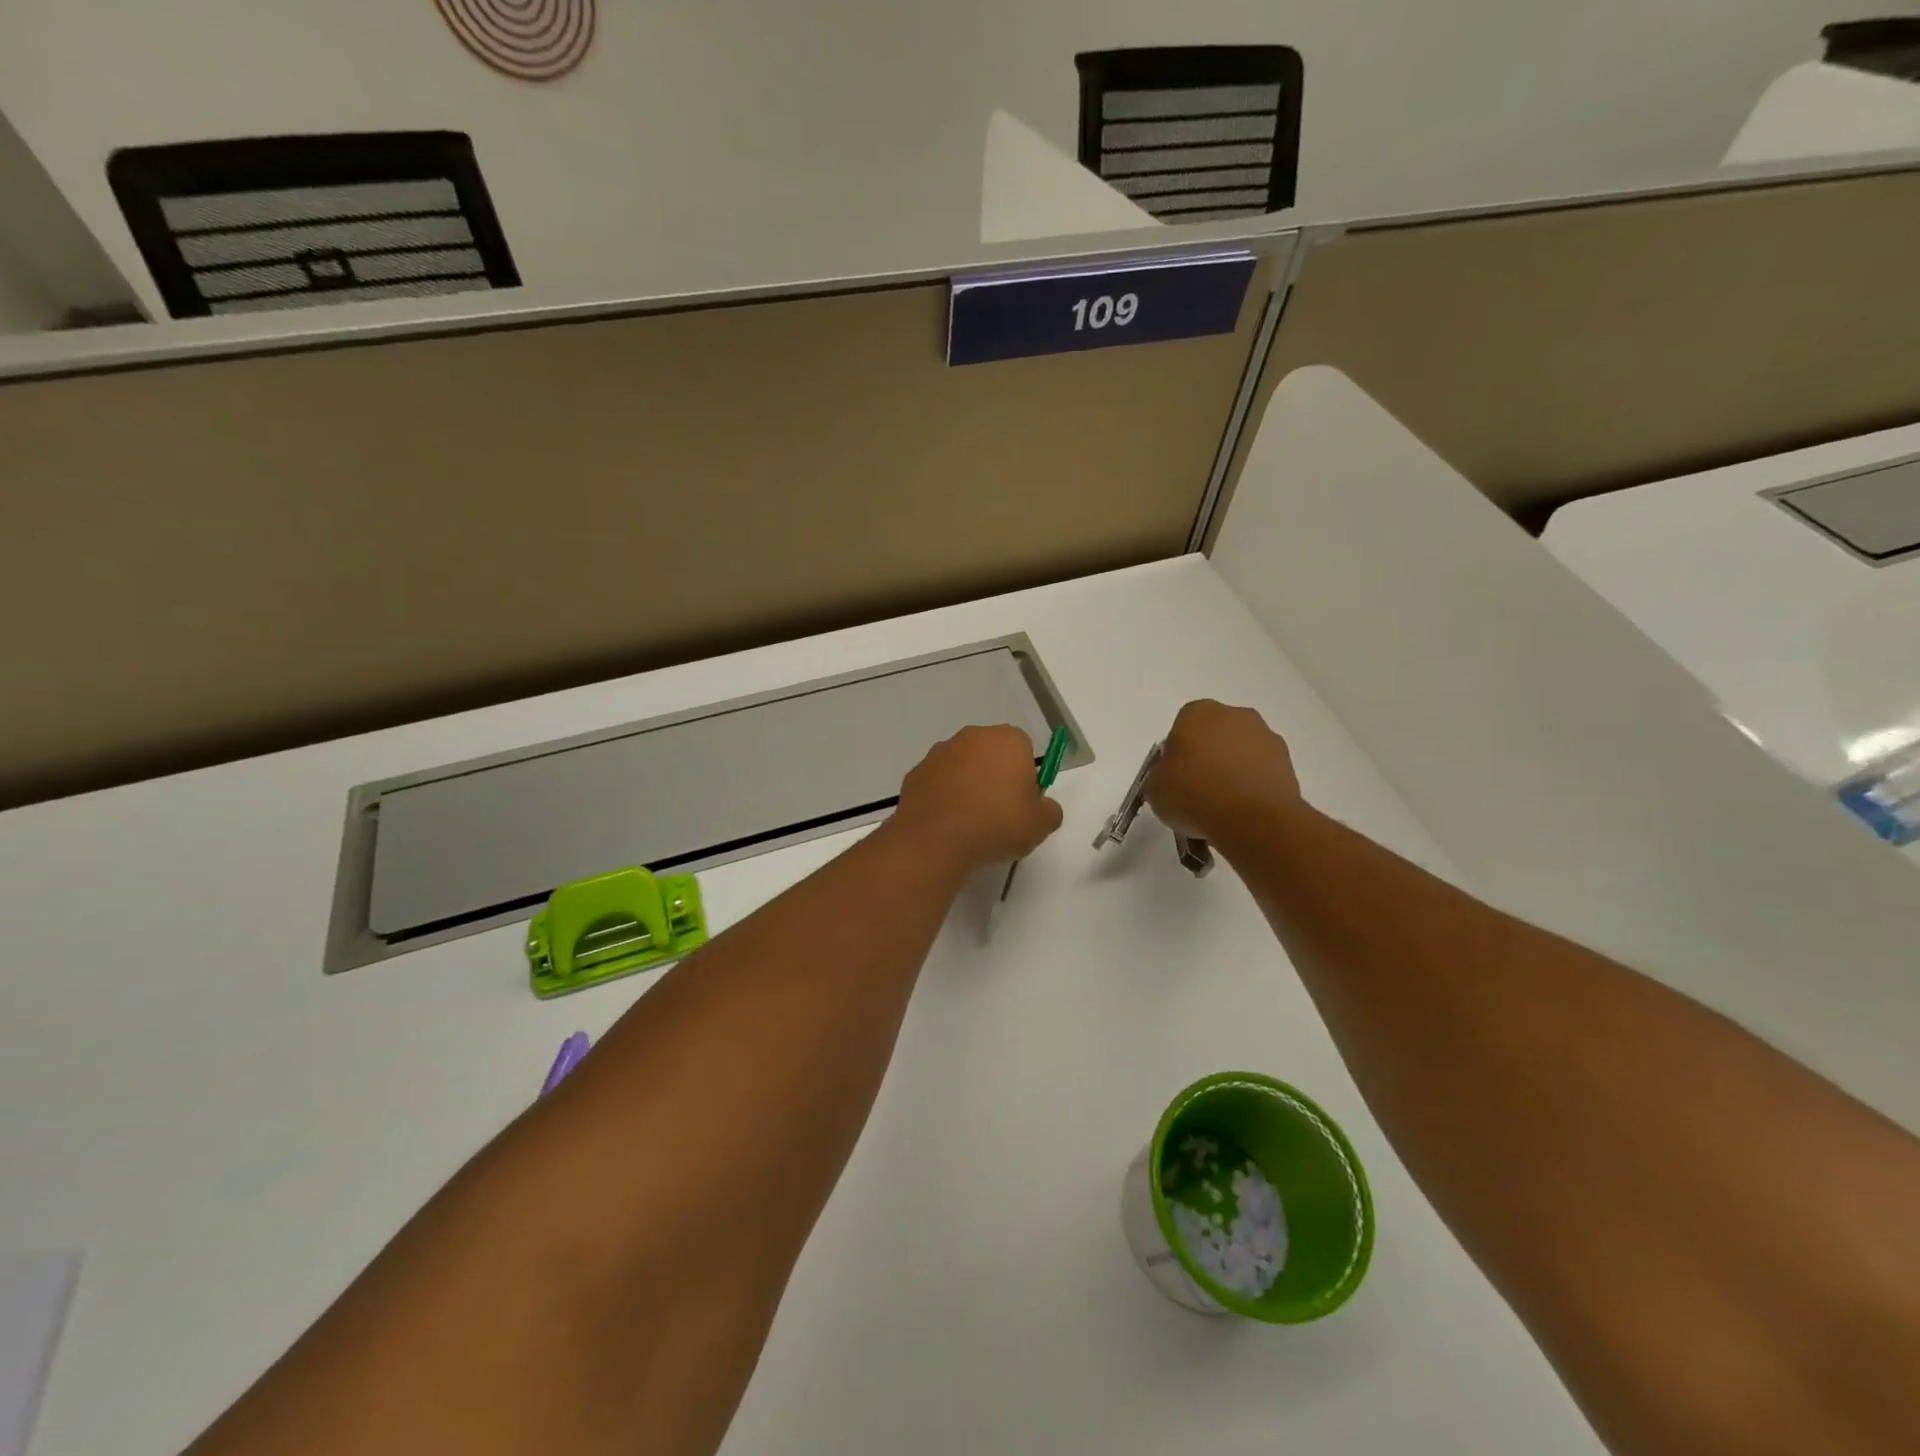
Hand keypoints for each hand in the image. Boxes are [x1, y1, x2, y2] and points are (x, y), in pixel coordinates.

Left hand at [891, 725, 1064, 871]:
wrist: (936, 839)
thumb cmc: (996, 824)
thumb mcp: (1041, 825)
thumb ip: (1049, 810)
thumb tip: (1042, 807)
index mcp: (1007, 739)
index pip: (1024, 750)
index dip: (1026, 778)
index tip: (1022, 804)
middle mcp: (972, 736)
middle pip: (991, 755)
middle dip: (996, 778)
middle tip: (999, 814)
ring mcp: (939, 753)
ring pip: (963, 768)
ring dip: (968, 787)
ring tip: (971, 824)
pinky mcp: (915, 773)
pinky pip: (938, 784)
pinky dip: (944, 798)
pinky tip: (947, 825)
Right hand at [1147, 700, 1300, 844]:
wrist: (1249, 818)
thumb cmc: (1192, 794)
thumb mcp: (1154, 787)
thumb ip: (1161, 774)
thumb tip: (1174, 775)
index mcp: (1197, 712)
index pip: (1182, 727)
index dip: (1178, 754)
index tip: (1176, 778)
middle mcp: (1235, 714)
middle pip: (1216, 734)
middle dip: (1209, 756)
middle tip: (1198, 790)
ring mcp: (1266, 736)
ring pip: (1242, 751)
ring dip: (1234, 770)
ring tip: (1223, 806)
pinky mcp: (1288, 762)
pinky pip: (1262, 771)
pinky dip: (1254, 785)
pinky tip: (1244, 811)